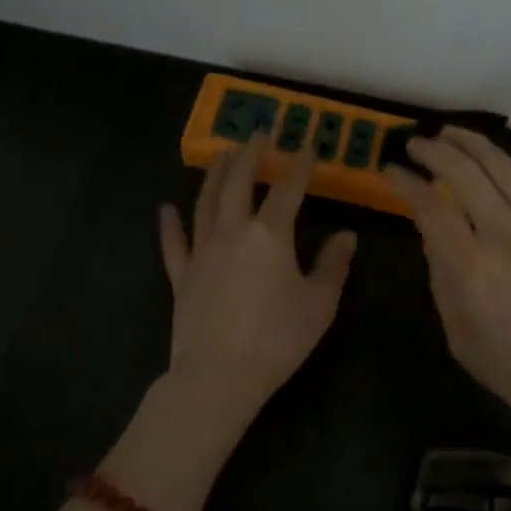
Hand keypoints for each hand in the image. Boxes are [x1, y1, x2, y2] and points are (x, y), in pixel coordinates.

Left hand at [157, 133, 357, 433]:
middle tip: (257, 134)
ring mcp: (202, 251)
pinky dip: (169, 225)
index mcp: (270, 234)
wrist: (217, 377)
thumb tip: (346, 236)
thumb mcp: (319, 304)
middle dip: (250, 155)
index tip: (307, 143)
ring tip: (222, 154)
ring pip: (206, 202)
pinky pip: (174, 244)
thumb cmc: (276, 338)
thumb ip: (333, 265)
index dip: (300, 164)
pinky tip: (164, 209)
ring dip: (215, 175)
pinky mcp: (181, 275)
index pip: (289, 189)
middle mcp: (233, 231)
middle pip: (239, 182)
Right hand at [386, 122, 510, 447]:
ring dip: (470, 140)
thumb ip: (442, 282)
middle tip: (415, 145)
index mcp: (472, 268)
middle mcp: (504, 234)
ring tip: (448, 131)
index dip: (405, 182)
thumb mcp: (463, 340)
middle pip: (461, 173)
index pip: (429, 206)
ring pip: (500, 164)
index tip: (391, 170)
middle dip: (432, 151)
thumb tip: (433, 235)